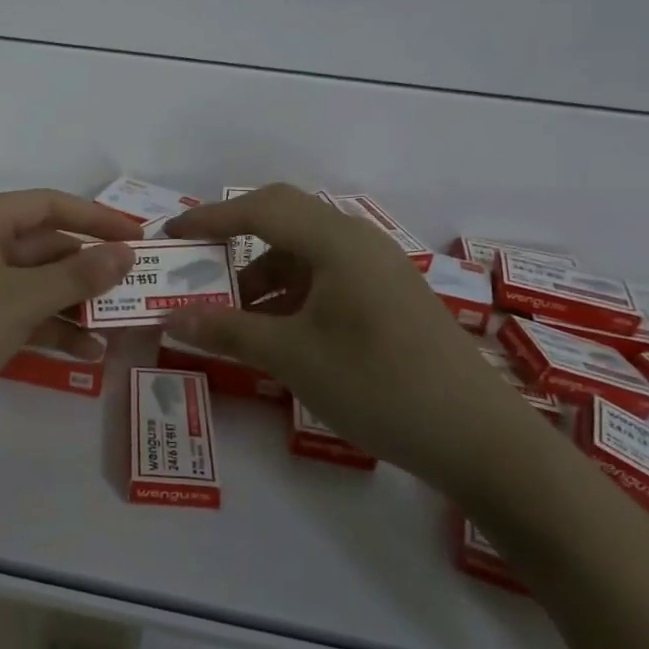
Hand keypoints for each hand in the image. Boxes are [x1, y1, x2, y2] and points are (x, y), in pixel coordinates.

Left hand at [0, 189, 139, 453]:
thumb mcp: (18, 301)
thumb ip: (76, 276)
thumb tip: (125, 254)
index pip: (49, 205)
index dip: (97, 219)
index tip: (141, 239)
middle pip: (46, 246)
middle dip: (90, 269)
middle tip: (140, 289)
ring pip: (37, 285)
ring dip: (76, 304)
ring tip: (122, 327)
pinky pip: (21, 315)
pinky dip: (51, 329)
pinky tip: (87, 353)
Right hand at [165, 184, 544, 494]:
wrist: (480, 439)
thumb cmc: (378, 385)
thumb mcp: (292, 357)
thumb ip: (228, 330)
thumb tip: (172, 317)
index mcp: (336, 241)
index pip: (260, 209)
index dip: (209, 218)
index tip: (169, 235)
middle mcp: (358, 242)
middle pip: (284, 219)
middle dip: (235, 239)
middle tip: (197, 264)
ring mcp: (378, 269)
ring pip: (305, 252)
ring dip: (263, 274)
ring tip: (231, 315)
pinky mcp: (388, 297)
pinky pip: (326, 277)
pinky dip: (291, 294)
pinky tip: (277, 332)